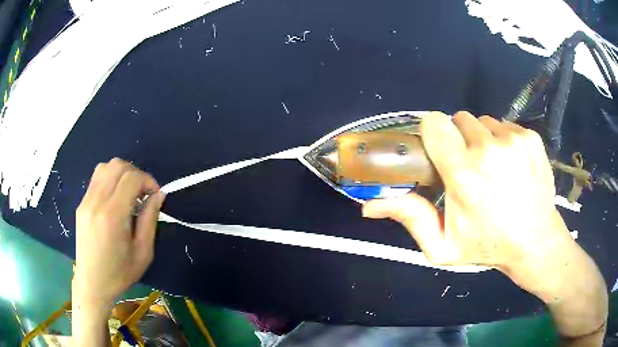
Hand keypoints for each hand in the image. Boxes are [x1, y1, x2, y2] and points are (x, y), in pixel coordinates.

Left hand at [73, 158, 164, 309]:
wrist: (92, 284)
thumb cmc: (120, 274)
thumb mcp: (143, 252)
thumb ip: (150, 219)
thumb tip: (159, 195)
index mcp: (112, 216)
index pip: (131, 178)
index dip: (148, 180)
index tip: (155, 195)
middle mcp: (96, 202)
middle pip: (117, 166)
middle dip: (136, 174)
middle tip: (143, 194)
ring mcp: (86, 201)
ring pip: (105, 167)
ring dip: (122, 173)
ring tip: (130, 193)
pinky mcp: (81, 204)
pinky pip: (97, 178)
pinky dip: (111, 179)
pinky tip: (116, 198)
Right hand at [362, 111, 607, 341]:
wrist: (535, 242)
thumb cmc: (487, 245)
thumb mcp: (442, 245)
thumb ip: (409, 218)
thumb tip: (367, 206)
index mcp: (463, 174)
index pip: (435, 123)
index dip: (432, 132)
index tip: (438, 149)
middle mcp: (489, 149)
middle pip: (459, 119)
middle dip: (458, 138)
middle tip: (468, 166)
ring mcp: (514, 140)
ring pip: (484, 122)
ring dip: (482, 139)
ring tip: (492, 168)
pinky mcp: (530, 137)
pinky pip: (506, 126)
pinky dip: (503, 140)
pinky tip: (511, 165)